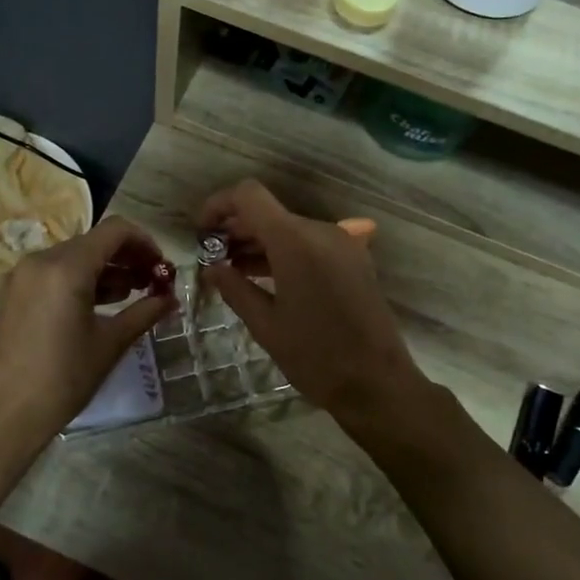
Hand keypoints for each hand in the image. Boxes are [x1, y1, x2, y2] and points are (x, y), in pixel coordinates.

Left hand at [0, 216, 173, 452]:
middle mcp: (41, 260)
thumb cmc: (63, 379)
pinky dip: (81, 280)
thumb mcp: (110, 344)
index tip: (162, 267)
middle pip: (94, 242)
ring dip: (105, 270)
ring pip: (74, 257)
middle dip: (127, 258)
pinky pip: (54, 272)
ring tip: (131, 295)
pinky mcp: (13, 292)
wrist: (4, 415)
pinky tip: (99, 304)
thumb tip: (171, 299)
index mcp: (66, 268)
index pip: (115, 231)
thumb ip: (144, 313)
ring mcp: (22, 275)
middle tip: (152, 283)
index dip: (145, 242)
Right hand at [197, 181, 429, 429]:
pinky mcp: (353, 260)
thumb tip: (211, 268)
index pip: (249, 195)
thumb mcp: (265, 325)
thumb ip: (235, 288)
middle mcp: (321, 231)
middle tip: (211, 258)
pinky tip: (264, 278)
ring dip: (259, 242)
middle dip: (235, 228)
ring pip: (289, 228)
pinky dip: (283, 252)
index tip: (201, 232)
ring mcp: (342, 244)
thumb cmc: (315, 357)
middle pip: (268, 212)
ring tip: (231, 270)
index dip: (219, 205)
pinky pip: (310, 244)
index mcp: (296, 241)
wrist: (377, 384)